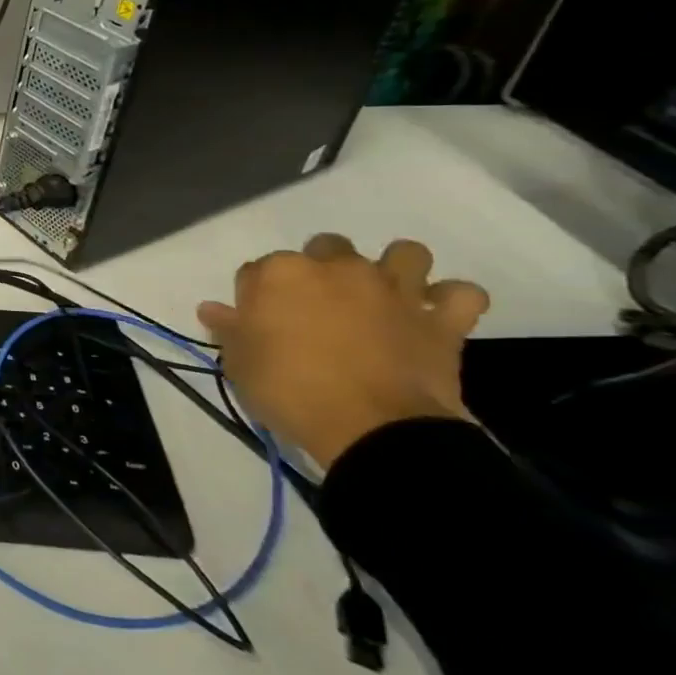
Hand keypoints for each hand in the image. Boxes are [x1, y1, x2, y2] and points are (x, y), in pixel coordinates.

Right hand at [196, 234, 489, 468]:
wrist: (371, 427)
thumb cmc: (289, 389)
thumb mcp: (239, 363)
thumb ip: (228, 329)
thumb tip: (212, 309)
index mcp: (280, 274)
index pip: (257, 269)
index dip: (256, 295)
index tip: (257, 321)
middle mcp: (337, 268)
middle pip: (326, 246)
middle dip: (320, 267)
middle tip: (316, 305)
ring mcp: (394, 289)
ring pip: (405, 253)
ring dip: (395, 268)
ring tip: (383, 295)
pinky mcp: (441, 320)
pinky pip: (463, 294)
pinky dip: (451, 300)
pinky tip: (434, 314)